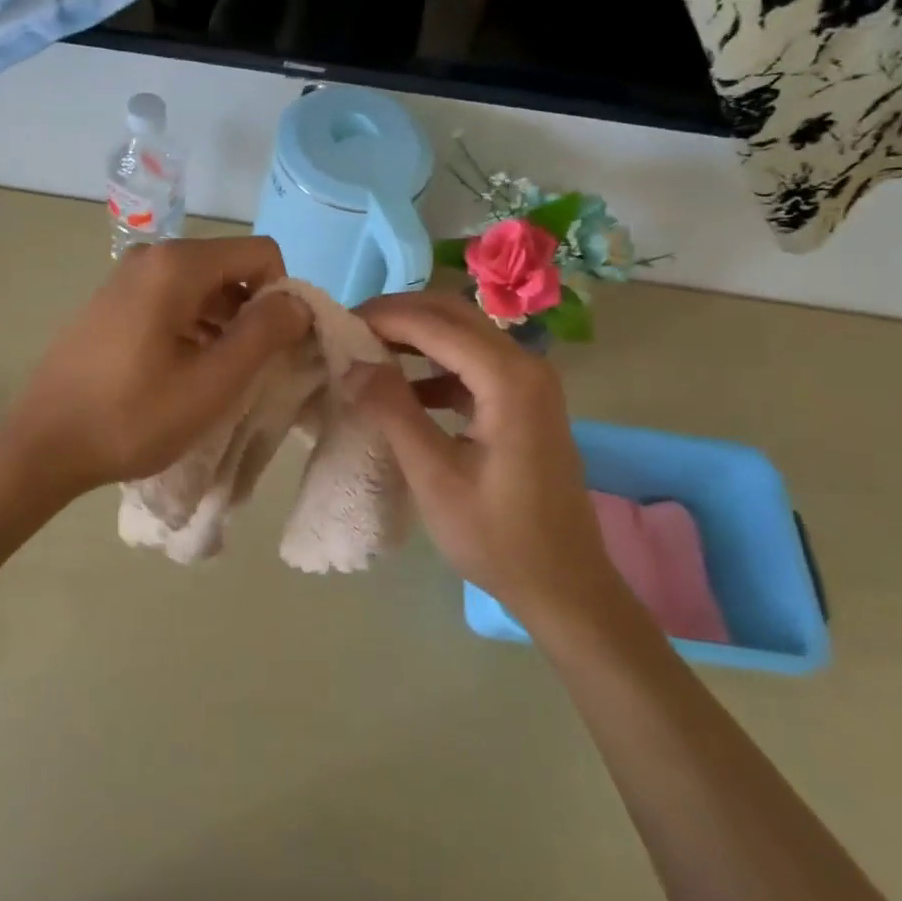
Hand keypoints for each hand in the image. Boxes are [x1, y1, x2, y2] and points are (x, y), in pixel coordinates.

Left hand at [0, 236, 310, 498]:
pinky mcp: (114, 301)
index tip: (278, 346)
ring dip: (226, 324)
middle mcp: (151, 256)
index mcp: (177, 265)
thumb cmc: (132, 417)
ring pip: (204, 286)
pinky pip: (174, 300)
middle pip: (231, 267)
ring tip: (220, 377)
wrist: (42, 445)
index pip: (261, 253)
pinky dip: (196, 327)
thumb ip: (265, 334)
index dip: (283, 296)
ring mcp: (127, 277)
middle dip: (254, 311)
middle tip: (253, 368)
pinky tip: (188, 372)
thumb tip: (298, 302)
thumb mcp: (212, 382)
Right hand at [346, 291, 621, 634]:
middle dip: (399, 316)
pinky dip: (435, 365)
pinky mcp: (524, 401)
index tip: (337, 324)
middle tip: (349, 330)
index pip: (435, 325)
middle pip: (453, 316)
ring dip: (416, 336)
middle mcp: (525, 365)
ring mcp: (529, 382)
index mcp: (509, 379)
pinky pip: (473, 364)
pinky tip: (403, 388)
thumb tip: (351, 362)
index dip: (384, 318)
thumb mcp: (434, 476)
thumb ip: (392, 411)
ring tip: (367, 351)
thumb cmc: (497, 537)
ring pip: (463, 335)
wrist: (563, 584)